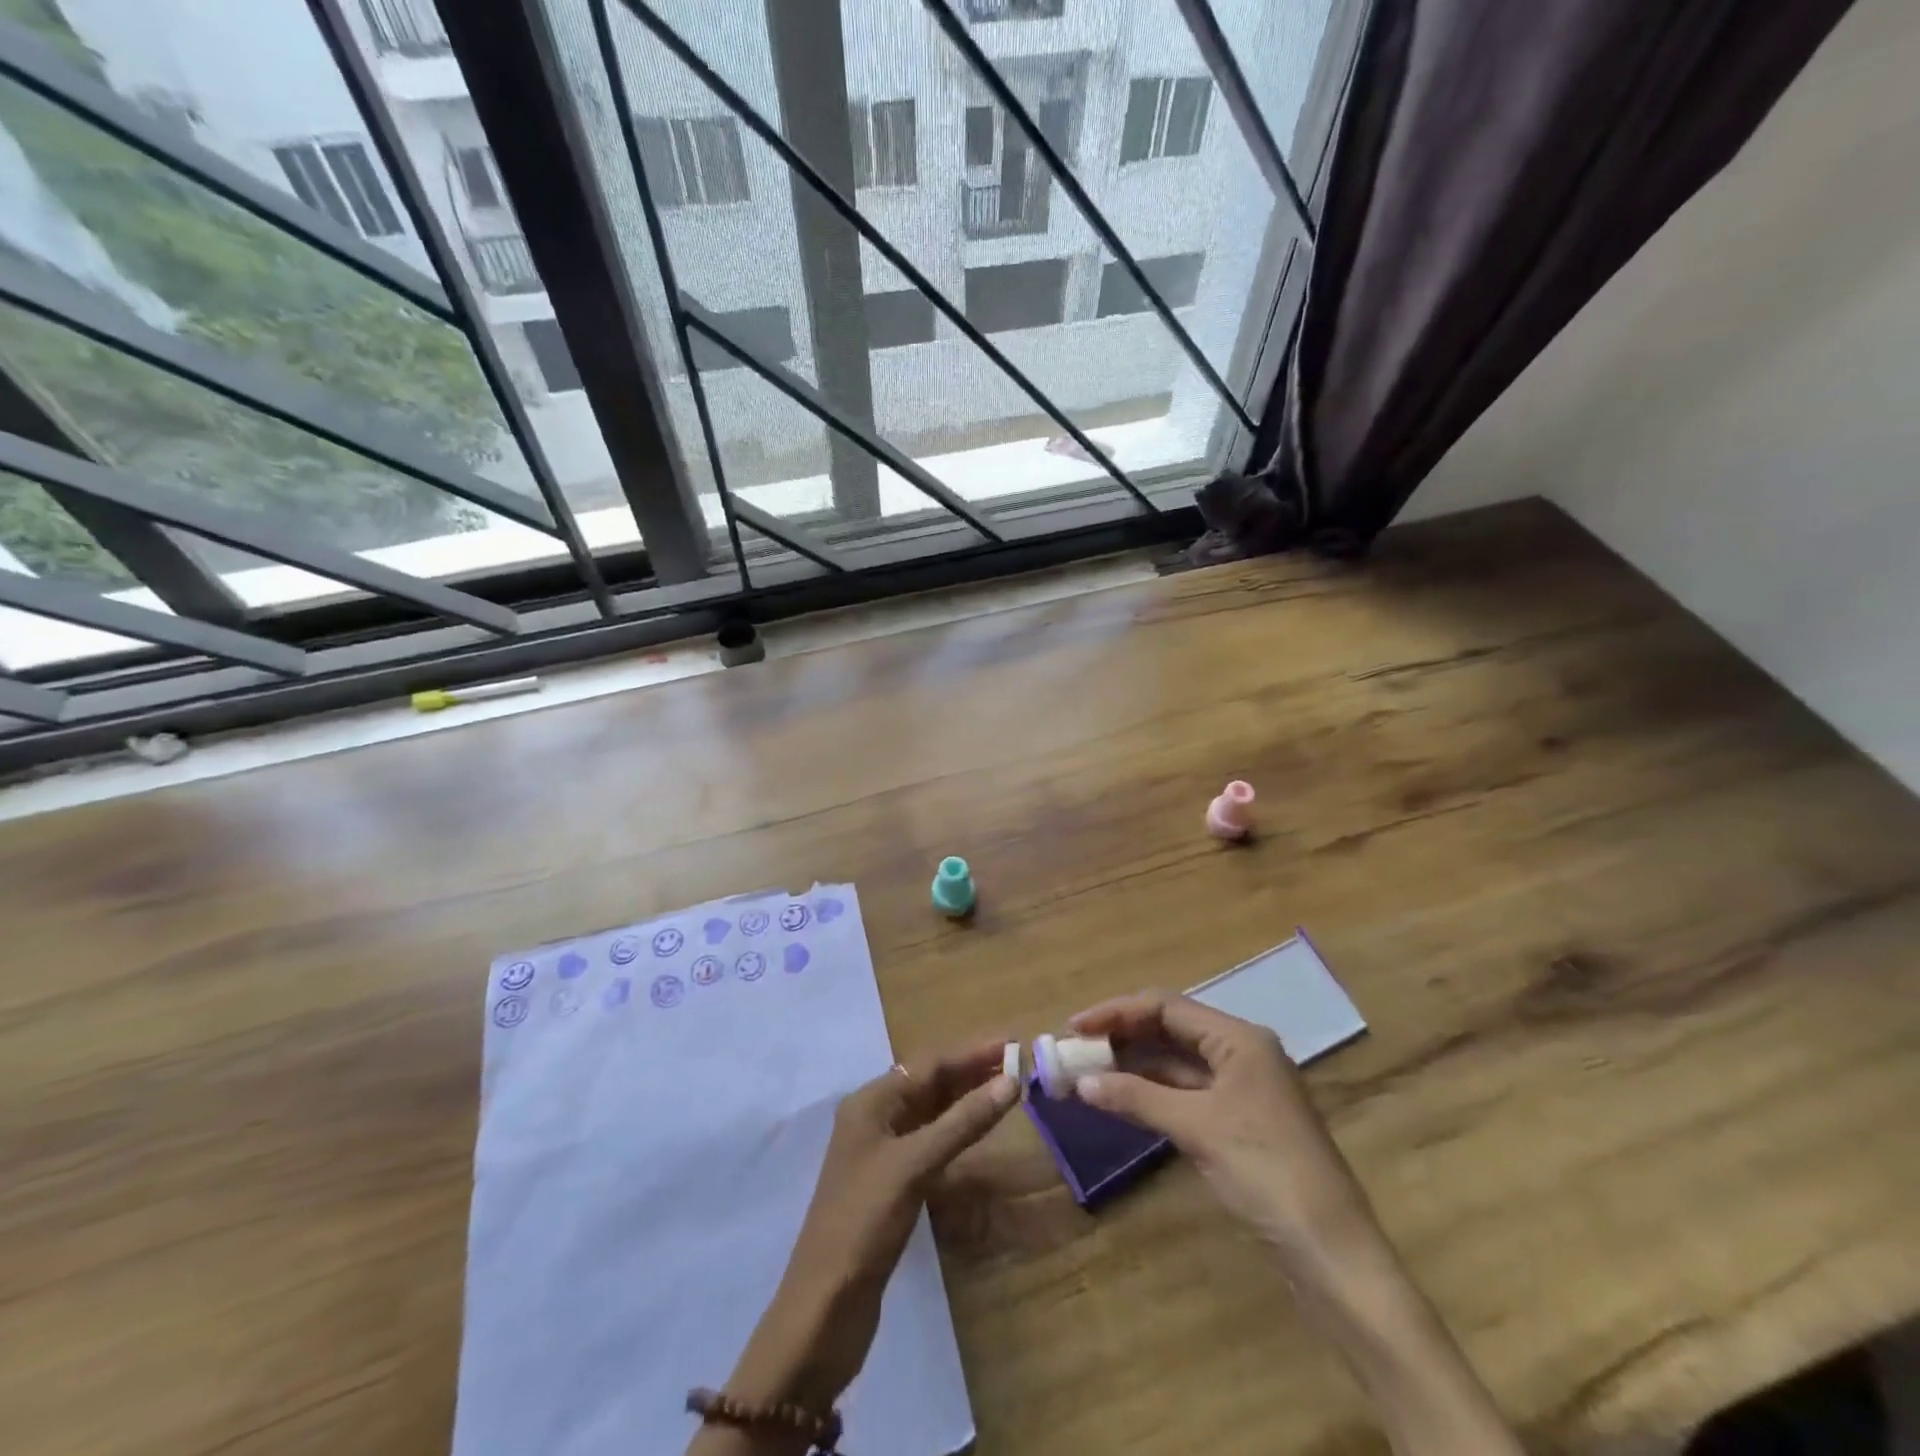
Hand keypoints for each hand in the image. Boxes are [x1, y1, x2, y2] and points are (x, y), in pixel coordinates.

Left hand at [722, 1046, 1018, 1416]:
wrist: (824, 1308)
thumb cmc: (864, 1221)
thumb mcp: (914, 1165)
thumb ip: (962, 1122)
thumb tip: (1010, 1082)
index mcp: (871, 1102)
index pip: (928, 1064)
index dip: (971, 1052)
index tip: (1011, 1043)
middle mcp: (874, 1118)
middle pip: (929, 1083)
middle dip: (971, 1072)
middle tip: (1017, 1064)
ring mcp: (882, 1152)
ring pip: (931, 1112)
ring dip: (966, 1100)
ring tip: (1007, 1089)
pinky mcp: (892, 1183)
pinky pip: (930, 1142)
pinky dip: (957, 1132)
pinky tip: (979, 1131)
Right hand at [1068, 990, 1375, 1270]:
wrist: (1332, 1252)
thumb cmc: (1265, 1171)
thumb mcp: (1197, 1128)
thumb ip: (1138, 1097)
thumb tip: (1083, 1082)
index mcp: (1239, 1037)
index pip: (1166, 1006)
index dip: (1116, 1012)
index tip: (1074, 1027)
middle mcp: (1241, 1050)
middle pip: (1171, 1028)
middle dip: (1122, 1035)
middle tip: (1075, 1048)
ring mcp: (1242, 1086)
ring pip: (1176, 1060)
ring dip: (1134, 1063)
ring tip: (1088, 1070)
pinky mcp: (1239, 1118)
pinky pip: (1186, 1089)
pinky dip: (1153, 1090)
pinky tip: (1122, 1097)